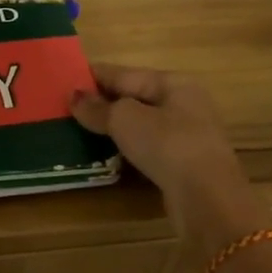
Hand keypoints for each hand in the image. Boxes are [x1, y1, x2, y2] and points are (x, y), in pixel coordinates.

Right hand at [71, 63, 263, 245]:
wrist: (207, 198)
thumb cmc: (167, 145)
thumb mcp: (125, 120)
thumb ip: (97, 107)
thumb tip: (74, 96)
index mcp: (173, 82)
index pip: (124, 73)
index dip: (93, 77)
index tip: (64, 80)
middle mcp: (184, 103)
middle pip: (135, 98)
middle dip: (103, 103)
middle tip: (66, 109)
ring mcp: (186, 135)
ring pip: (141, 125)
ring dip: (114, 128)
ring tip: (80, 131)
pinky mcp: (184, 163)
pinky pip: (148, 147)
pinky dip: (127, 148)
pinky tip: (107, 154)